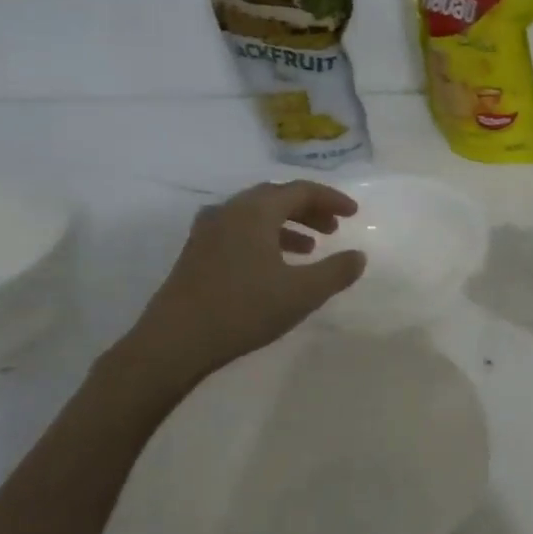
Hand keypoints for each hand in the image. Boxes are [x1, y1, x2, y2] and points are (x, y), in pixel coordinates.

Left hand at [109, 180, 365, 397]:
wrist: (173, 342)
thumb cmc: (243, 310)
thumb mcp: (301, 293)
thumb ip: (336, 271)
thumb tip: (358, 256)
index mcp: (255, 211)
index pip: (301, 190)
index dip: (331, 199)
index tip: (355, 213)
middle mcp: (230, 210)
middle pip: (277, 197)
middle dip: (309, 210)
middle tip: (334, 228)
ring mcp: (208, 230)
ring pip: (256, 215)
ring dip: (287, 225)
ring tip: (310, 248)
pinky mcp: (196, 252)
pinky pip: (239, 231)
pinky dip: (264, 238)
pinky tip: (273, 265)